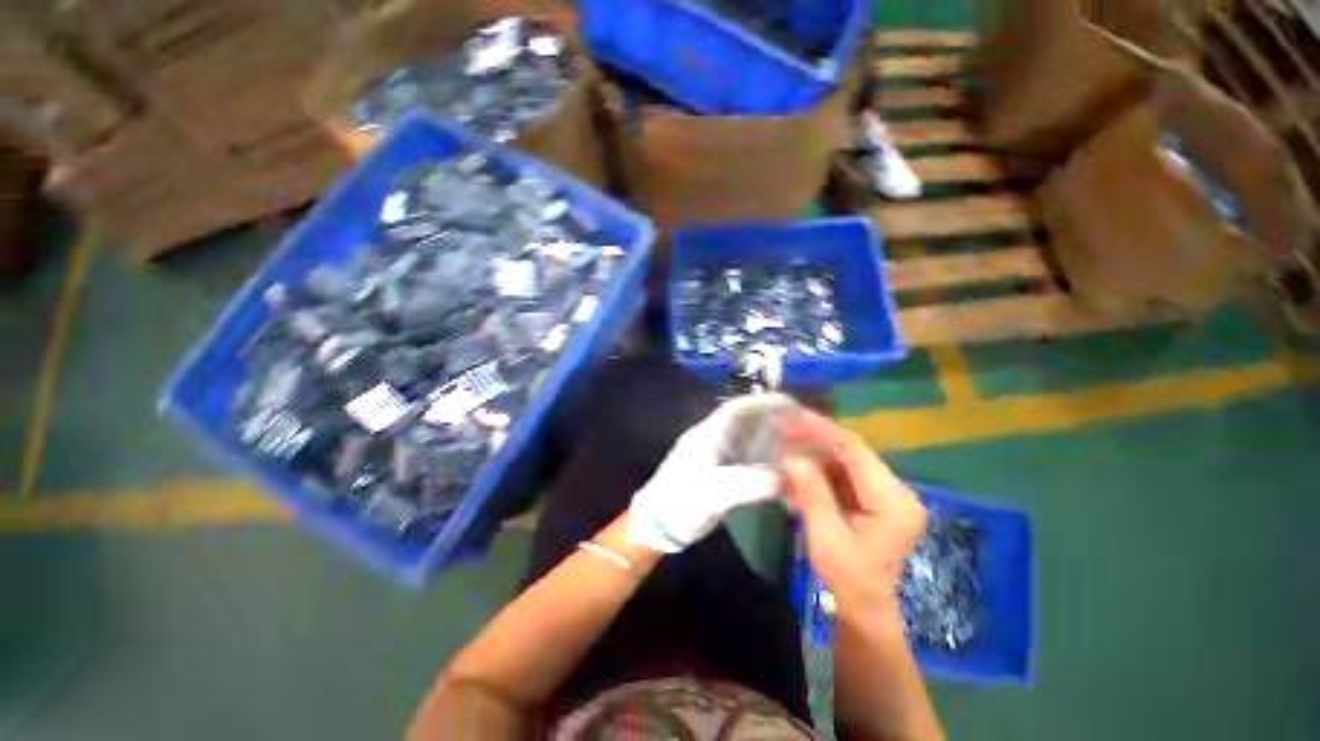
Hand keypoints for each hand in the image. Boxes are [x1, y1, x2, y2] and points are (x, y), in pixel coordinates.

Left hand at [626, 394, 798, 552]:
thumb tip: (788, 477)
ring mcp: (716, 457)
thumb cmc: (682, 502)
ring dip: (773, 441)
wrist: (657, 525)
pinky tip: (782, 471)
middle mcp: (714, 440)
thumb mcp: (715, 492)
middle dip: (775, 421)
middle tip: (805, 428)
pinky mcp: (719, 474)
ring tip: (801, 447)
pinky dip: (766, 462)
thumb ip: (751, 482)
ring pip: (749, 441)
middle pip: (748, 422)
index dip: (764, 402)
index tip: (792, 404)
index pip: (739, 408)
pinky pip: (747, 460)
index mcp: (709, 434)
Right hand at [781, 410, 925, 613]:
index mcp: (893, 502)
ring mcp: (886, 492)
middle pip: (852, 452)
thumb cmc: (848, 577)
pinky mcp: (873, 497)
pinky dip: (819, 467)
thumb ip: (811, 491)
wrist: (865, 605)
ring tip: (785, 441)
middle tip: (784, 425)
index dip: (823, 431)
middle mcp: (896, 490)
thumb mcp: (826, 535)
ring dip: (814, 450)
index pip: (856, 453)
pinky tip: (797, 463)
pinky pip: (843, 472)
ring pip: (845, 459)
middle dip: (815, 437)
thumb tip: (791, 454)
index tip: (794, 416)